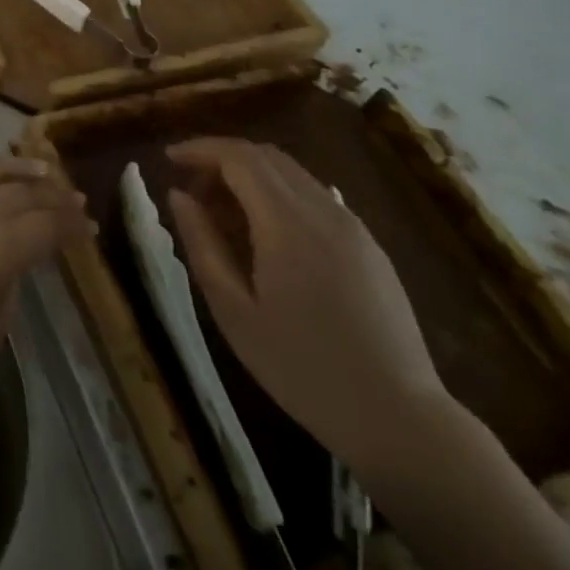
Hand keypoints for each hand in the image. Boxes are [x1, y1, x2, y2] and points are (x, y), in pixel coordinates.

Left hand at [0, 156, 92, 402]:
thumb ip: (7, 292)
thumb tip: (10, 267)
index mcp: (0, 246)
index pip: (48, 225)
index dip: (72, 226)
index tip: (89, 229)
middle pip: (24, 193)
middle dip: (54, 196)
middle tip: (74, 199)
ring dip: (19, 169)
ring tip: (41, 170)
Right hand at [163, 137, 455, 473]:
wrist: (400, 420)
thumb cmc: (302, 368)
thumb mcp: (233, 310)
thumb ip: (202, 243)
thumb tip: (178, 195)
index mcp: (287, 224)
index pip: (238, 157)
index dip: (200, 149)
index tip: (169, 159)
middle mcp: (324, 212)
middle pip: (266, 156)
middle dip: (222, 159)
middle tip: (192, 190)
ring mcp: (354, 227)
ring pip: (293, 174)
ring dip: (251, 177)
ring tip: (223, 214)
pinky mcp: (370, 247)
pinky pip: (316, 198)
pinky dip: (279, 196)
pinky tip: (266, 236)